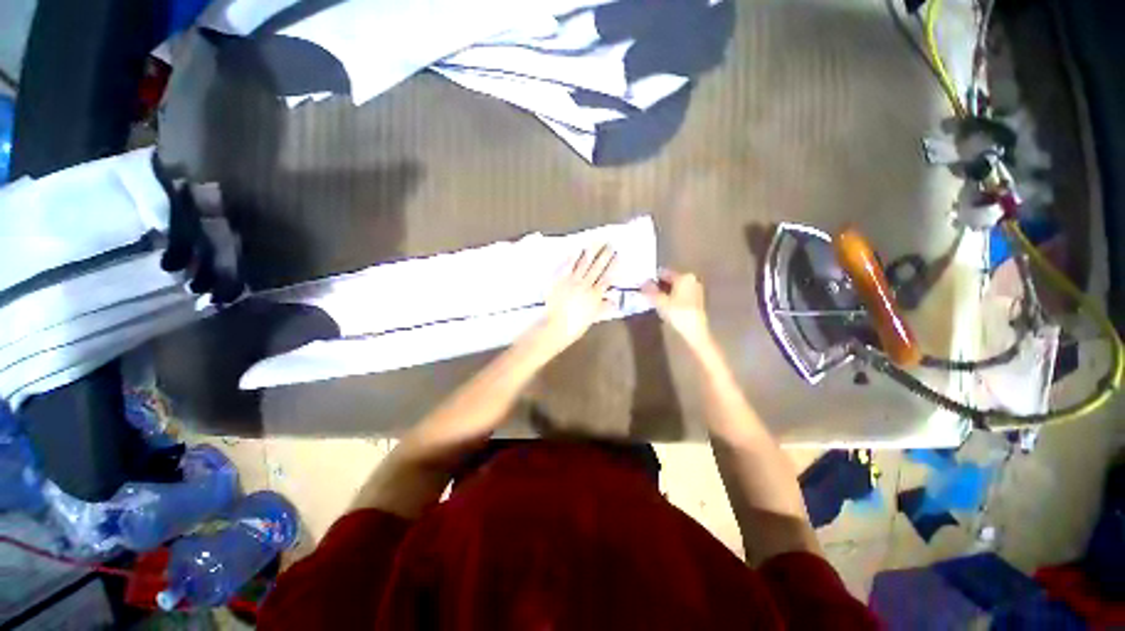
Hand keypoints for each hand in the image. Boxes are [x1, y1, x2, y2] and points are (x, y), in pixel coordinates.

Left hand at [537, 245, 616, 352]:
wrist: (555, 326)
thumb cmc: (574, 325)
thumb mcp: (592, 318)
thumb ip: (603, 307)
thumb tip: (614, 301)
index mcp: (595, 295)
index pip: (607, 277)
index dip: (614, 266)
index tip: (619, 256)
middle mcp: (586, 285)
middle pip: (597, 267)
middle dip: (605, 254)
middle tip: (610, 243)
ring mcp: (572, 280)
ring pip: (584, 263)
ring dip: (591, 251)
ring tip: (597, 240)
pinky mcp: (560, 279)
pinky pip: (568, 265)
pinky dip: (573, 256)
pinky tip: (577, 248)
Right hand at [642, 269, 711, 347]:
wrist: (694, 330)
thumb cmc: (677, 312)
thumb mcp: (660, 301)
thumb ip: (650, 290)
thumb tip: (642, 282)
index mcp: (684, 277)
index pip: (664, 273)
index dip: (652, 278)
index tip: (642, 284)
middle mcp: (692, 280)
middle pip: (670, 280)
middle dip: (658, 285)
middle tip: (645, 291)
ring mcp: (695, 290)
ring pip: (675, 288)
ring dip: (664, 292)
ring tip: (652, 299)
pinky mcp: (696, 301)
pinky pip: (680, 294)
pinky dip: (671, 297)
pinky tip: (663, 304)